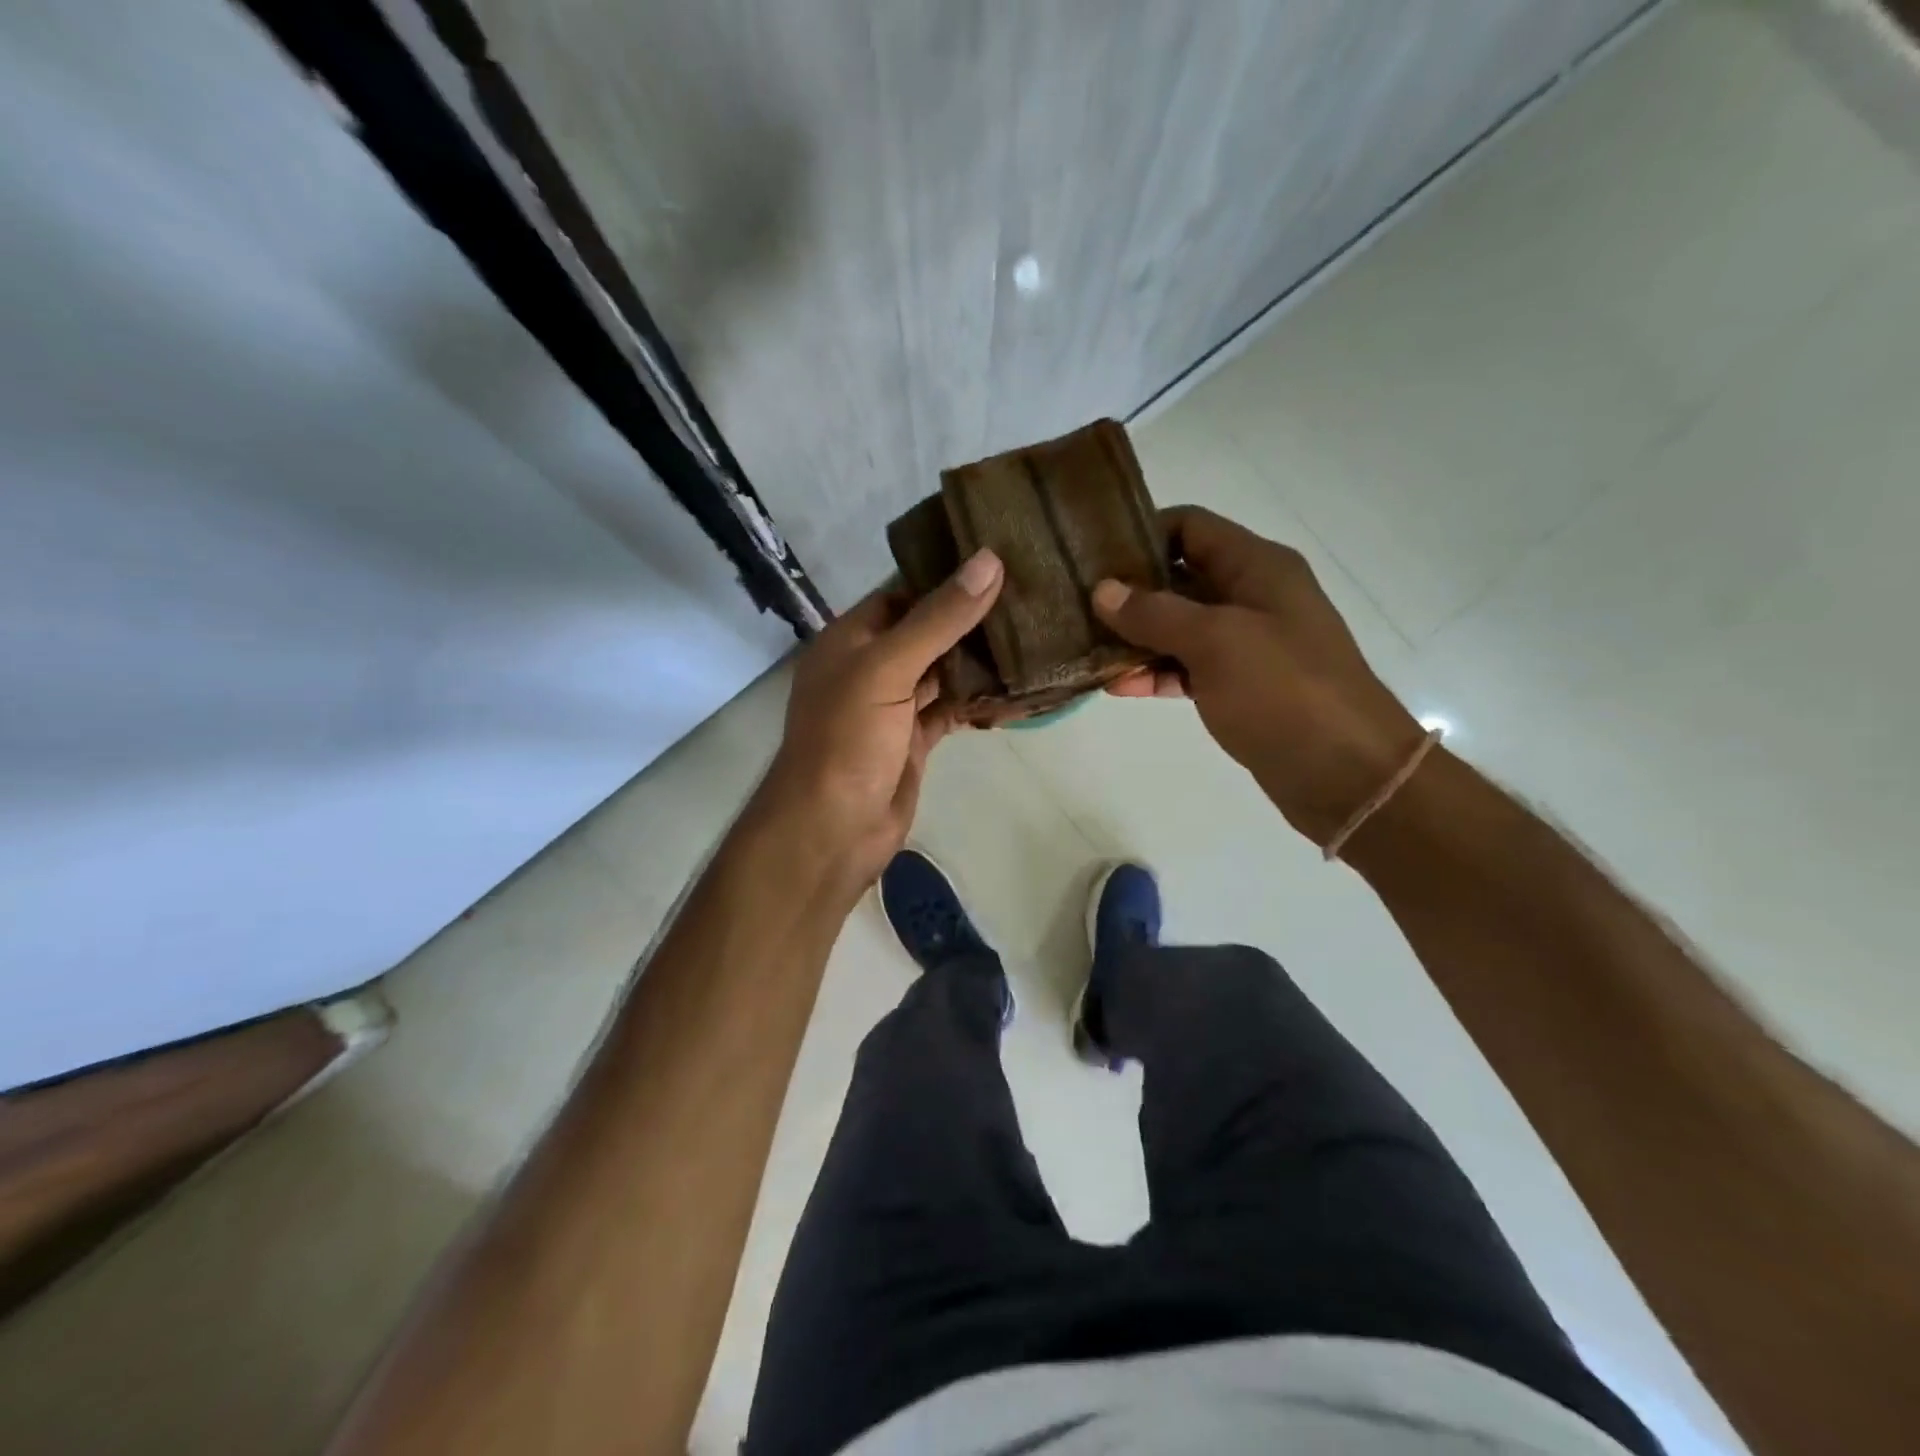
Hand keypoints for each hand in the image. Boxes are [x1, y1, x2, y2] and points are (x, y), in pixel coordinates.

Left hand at [755, 548, 1003, 900]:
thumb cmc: (847, 738)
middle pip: (926, 632)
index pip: (902, 593)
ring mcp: (892, 707)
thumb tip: (989, 560)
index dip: (944, 578)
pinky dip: (977, 702)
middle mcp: (870, 667)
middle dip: (970, 619)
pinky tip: (1016, 689)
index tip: (1000, 561)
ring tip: (1034, 635)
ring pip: (941, 672)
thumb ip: (938, 618)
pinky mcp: (913, 741)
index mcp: (851, 639)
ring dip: (978, 660)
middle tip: (1029, 597)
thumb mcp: (888, 668)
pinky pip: (950, 710)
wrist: (833, 829)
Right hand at [1095, 505, 1421, 844]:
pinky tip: (1117, 685)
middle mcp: (1251, 596)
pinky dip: (1155, 673)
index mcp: (1257, 567)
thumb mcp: (1216, 641)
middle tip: (1074, 604)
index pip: (1191, 527)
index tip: (1092, 555)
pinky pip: (1187, 668)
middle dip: (1130, 591)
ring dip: (1136, 637)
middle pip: (1180, 577)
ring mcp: (1246, 644)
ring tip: (1085, 647)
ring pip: (1179, 627)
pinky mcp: (1239, 686)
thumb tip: (1103, 590)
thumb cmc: (1284, 691)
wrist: (1345, 773)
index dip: (1142, 534)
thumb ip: (1156, 613)